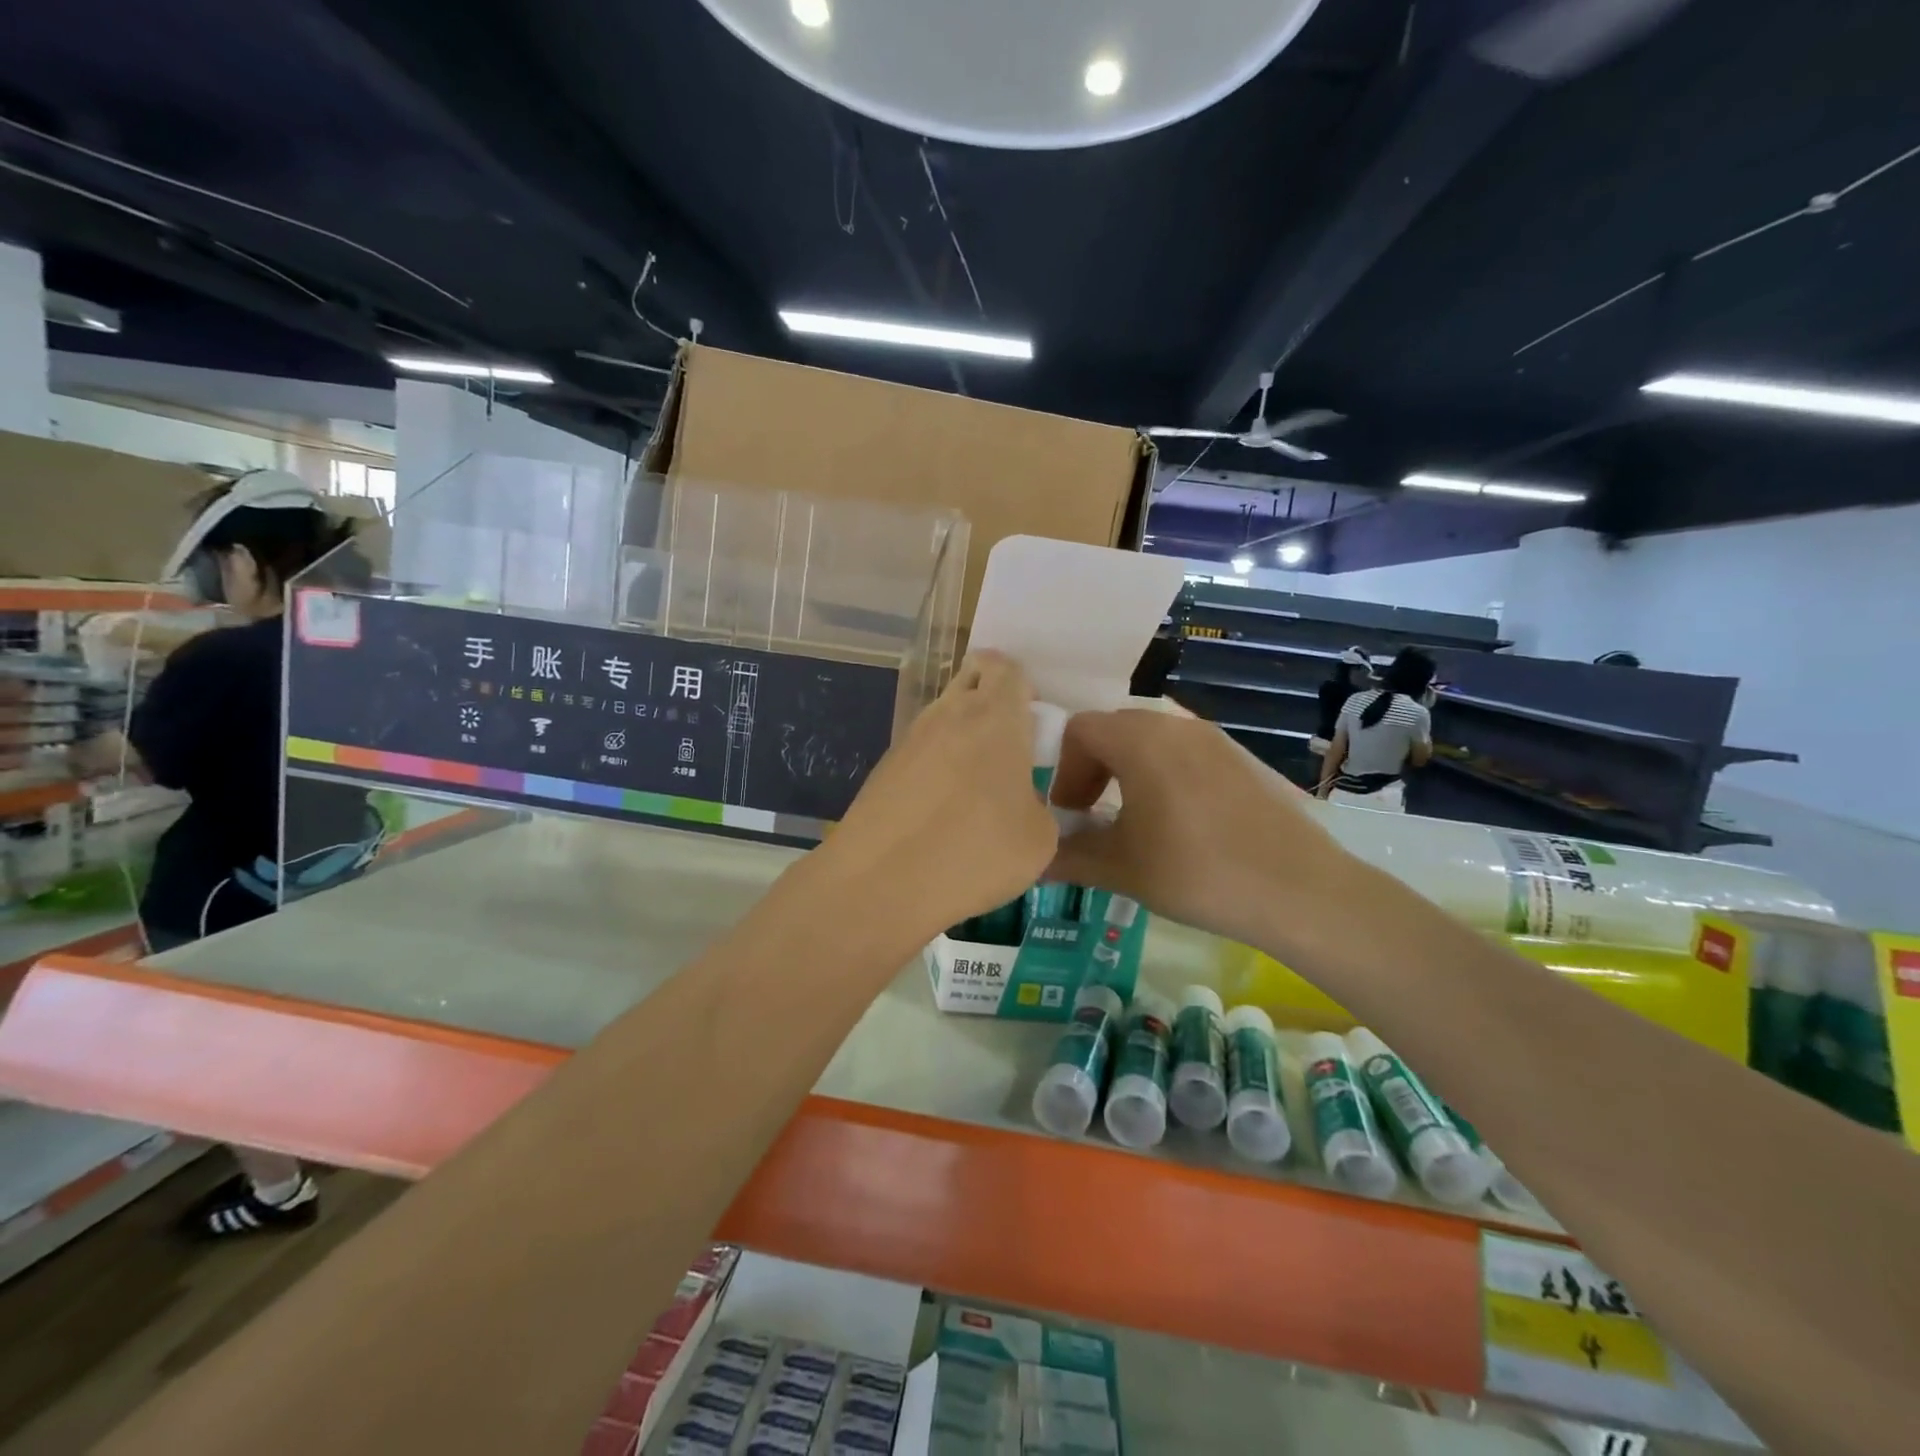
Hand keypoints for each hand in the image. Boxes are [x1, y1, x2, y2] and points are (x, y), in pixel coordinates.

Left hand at [820, 652, 1056, 940]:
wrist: (879, 883)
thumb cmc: (974, 852)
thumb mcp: (1039, 839)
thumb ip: (1038, 804)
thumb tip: (1020, 803)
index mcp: (994, 716)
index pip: (1006, 667)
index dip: (1021, 687)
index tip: (1030, 724)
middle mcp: (948, 714)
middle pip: (970, 679)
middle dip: (989, 700)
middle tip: (1005, 751)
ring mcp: (909, 739)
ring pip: (943, 717)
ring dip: (961, 738)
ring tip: (974, 793)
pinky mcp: (882, 768)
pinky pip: (920, 752)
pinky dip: (935, 769)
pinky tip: (939, 815)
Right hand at [1045, 710, 1354, 953]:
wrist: (1300, 890)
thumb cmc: (1197, 872)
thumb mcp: (1121, 869)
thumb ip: (1068, 857)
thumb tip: (1033, 860)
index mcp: (1140, 740)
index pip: (1079, 729)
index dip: (1063, 769)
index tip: (1068, 813)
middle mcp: (1176, 725)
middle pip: (1114, 729)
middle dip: (1092, 768)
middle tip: (1091, 814)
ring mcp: (1214, 738)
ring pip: (1152, 739)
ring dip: (1128, 770)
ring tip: (1133, 819)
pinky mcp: (1242, 757)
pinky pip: (1186, 751)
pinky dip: (1164, 773)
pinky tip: (1179, 822)